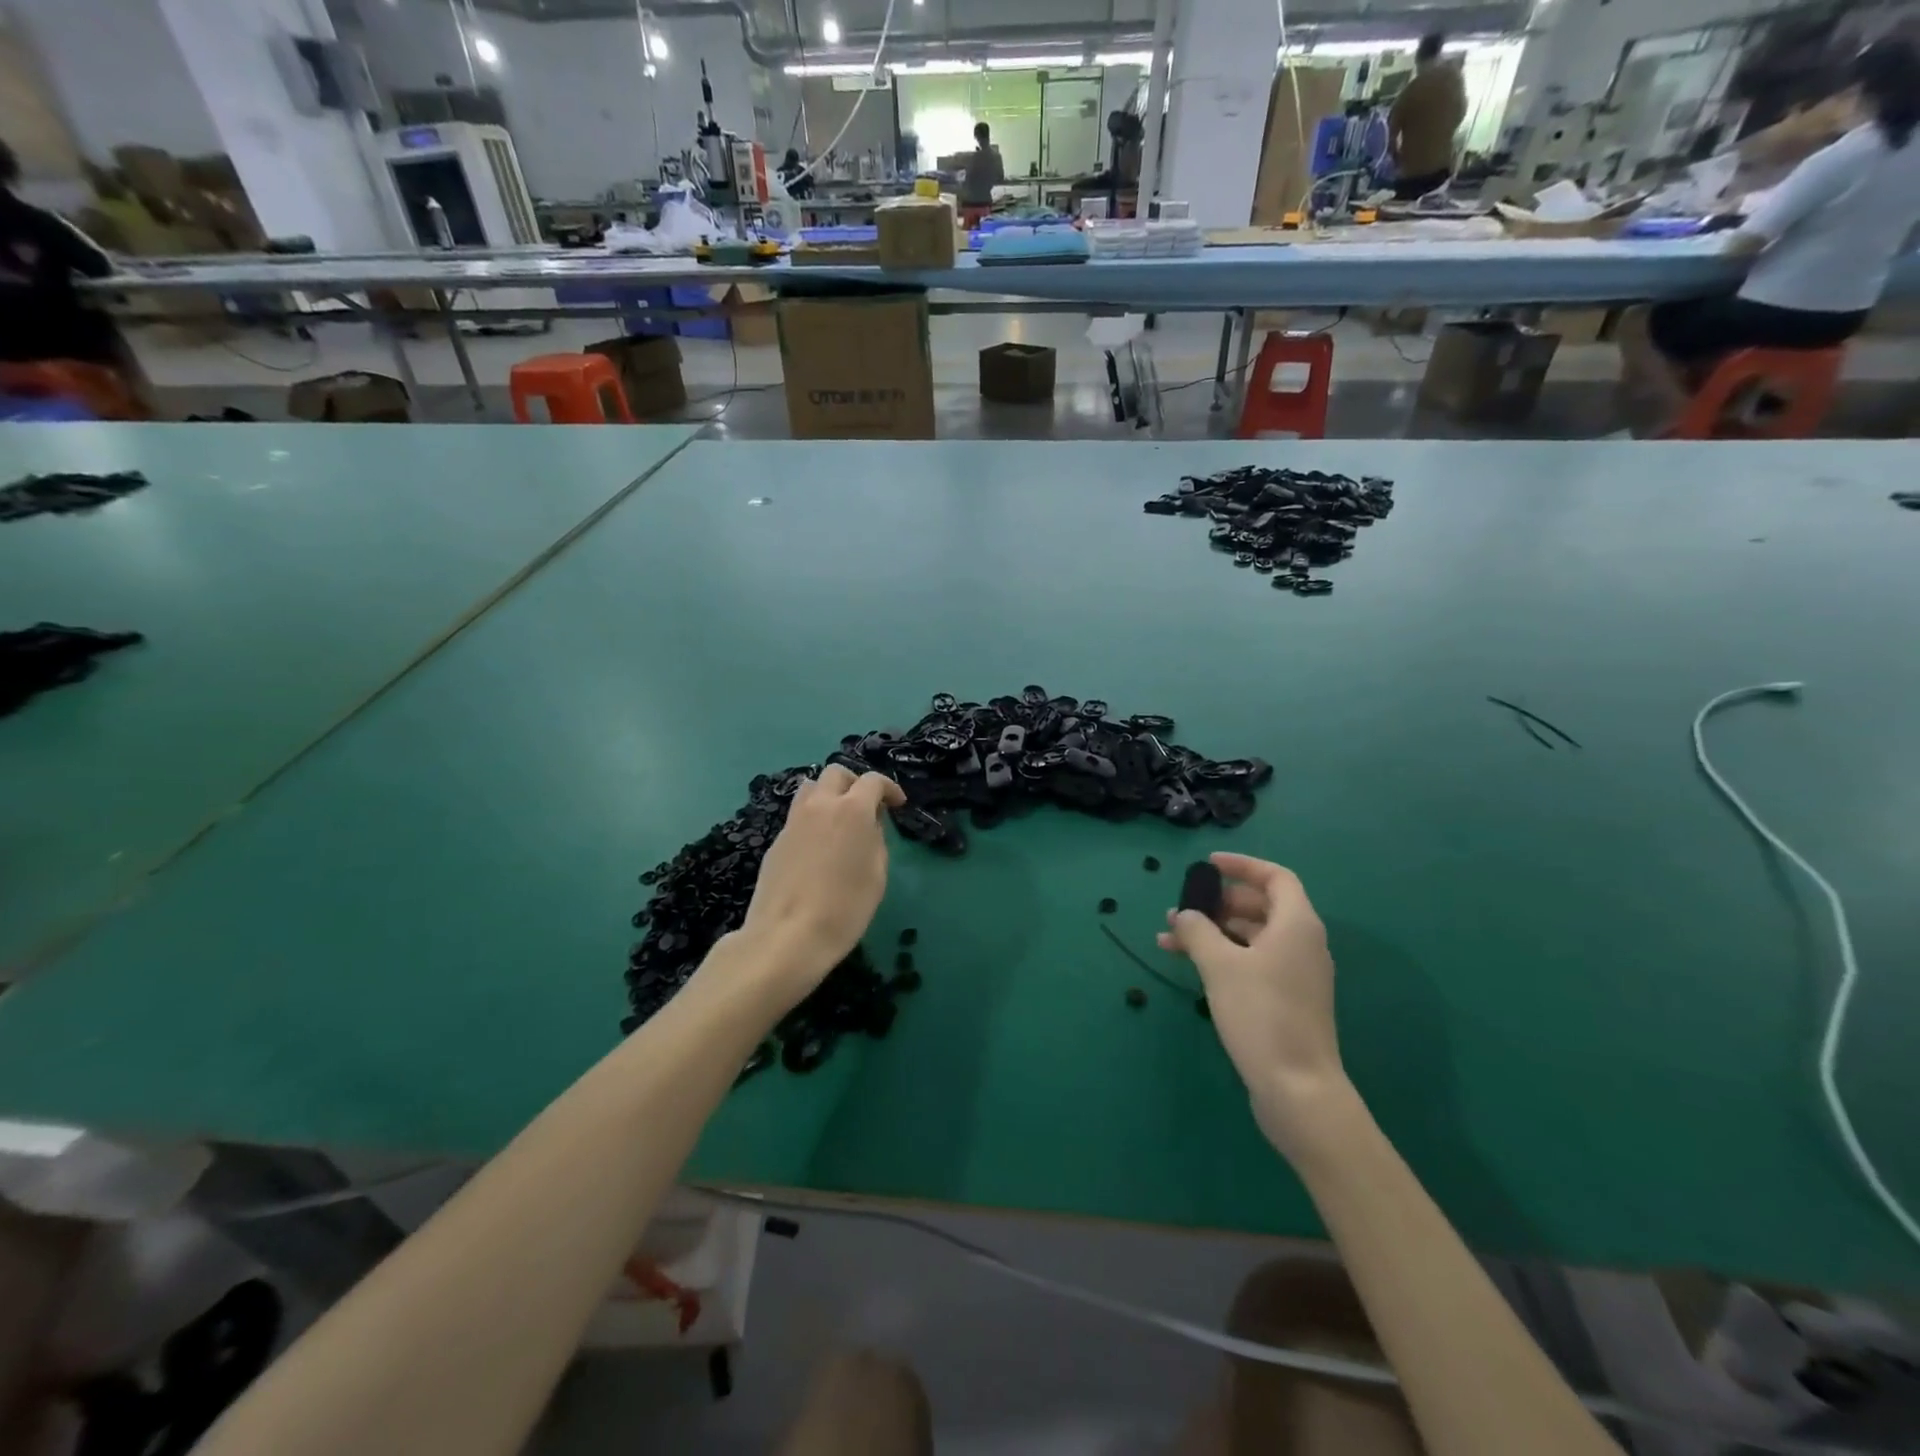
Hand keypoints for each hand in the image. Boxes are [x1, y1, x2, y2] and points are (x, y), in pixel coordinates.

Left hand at [732, 765, 904, 1006]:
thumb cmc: (845, 909)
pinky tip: (819, 847)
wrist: (788, 936)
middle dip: (855, 783)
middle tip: (867, 807)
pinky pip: (798, 815)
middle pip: (836, 773)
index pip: (873, 781)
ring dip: (829, 794)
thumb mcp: (877, 875)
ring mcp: (794, 821)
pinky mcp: (777, 841)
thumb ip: (876, 840)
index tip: (898, 805)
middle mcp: (821, 805)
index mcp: (852, 810)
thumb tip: (869, 825)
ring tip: (839, 821)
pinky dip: (813, 819)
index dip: (889, 789)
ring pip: (811, 788)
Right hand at [1158, 853, 1350, 1156]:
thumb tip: (1183, 915)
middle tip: (1184, 909)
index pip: (1275, 877)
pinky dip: (1224, 957)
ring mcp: (1297, 974)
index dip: (1242, 866)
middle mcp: (1303, 943)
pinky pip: (1253, 962)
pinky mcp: (1287, 1000)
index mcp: (1296, 924)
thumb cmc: (1261, 1013)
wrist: (1297, 1088)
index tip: (1208, 865)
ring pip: (1252, 937)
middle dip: (1219, 903)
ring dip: (1214, 932)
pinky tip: (1191, 967)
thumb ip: (1197, 931)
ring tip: (1170, 940)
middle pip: (1261, 906)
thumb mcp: (1219, 965)